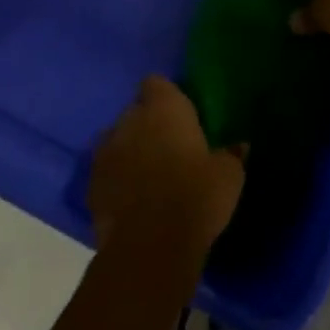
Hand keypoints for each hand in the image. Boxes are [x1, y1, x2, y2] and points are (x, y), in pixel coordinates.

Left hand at [89, 76, 245, 255]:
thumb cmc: (196, 196)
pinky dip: (117, 179)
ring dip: (130, 151)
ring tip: (150, 175)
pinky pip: (107, 172)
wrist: (150, 245)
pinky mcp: (90, 185)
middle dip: (149, 125)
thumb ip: (231, 155)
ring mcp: (104, 152)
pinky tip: (134, 200)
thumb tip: (239, 146)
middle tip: (171, 149)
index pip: (156, 84)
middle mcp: (128, 121)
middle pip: (135, 112)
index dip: (167, 97)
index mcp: (163, 108)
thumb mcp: (229, 175)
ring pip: (117, 141)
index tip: (181, 116)